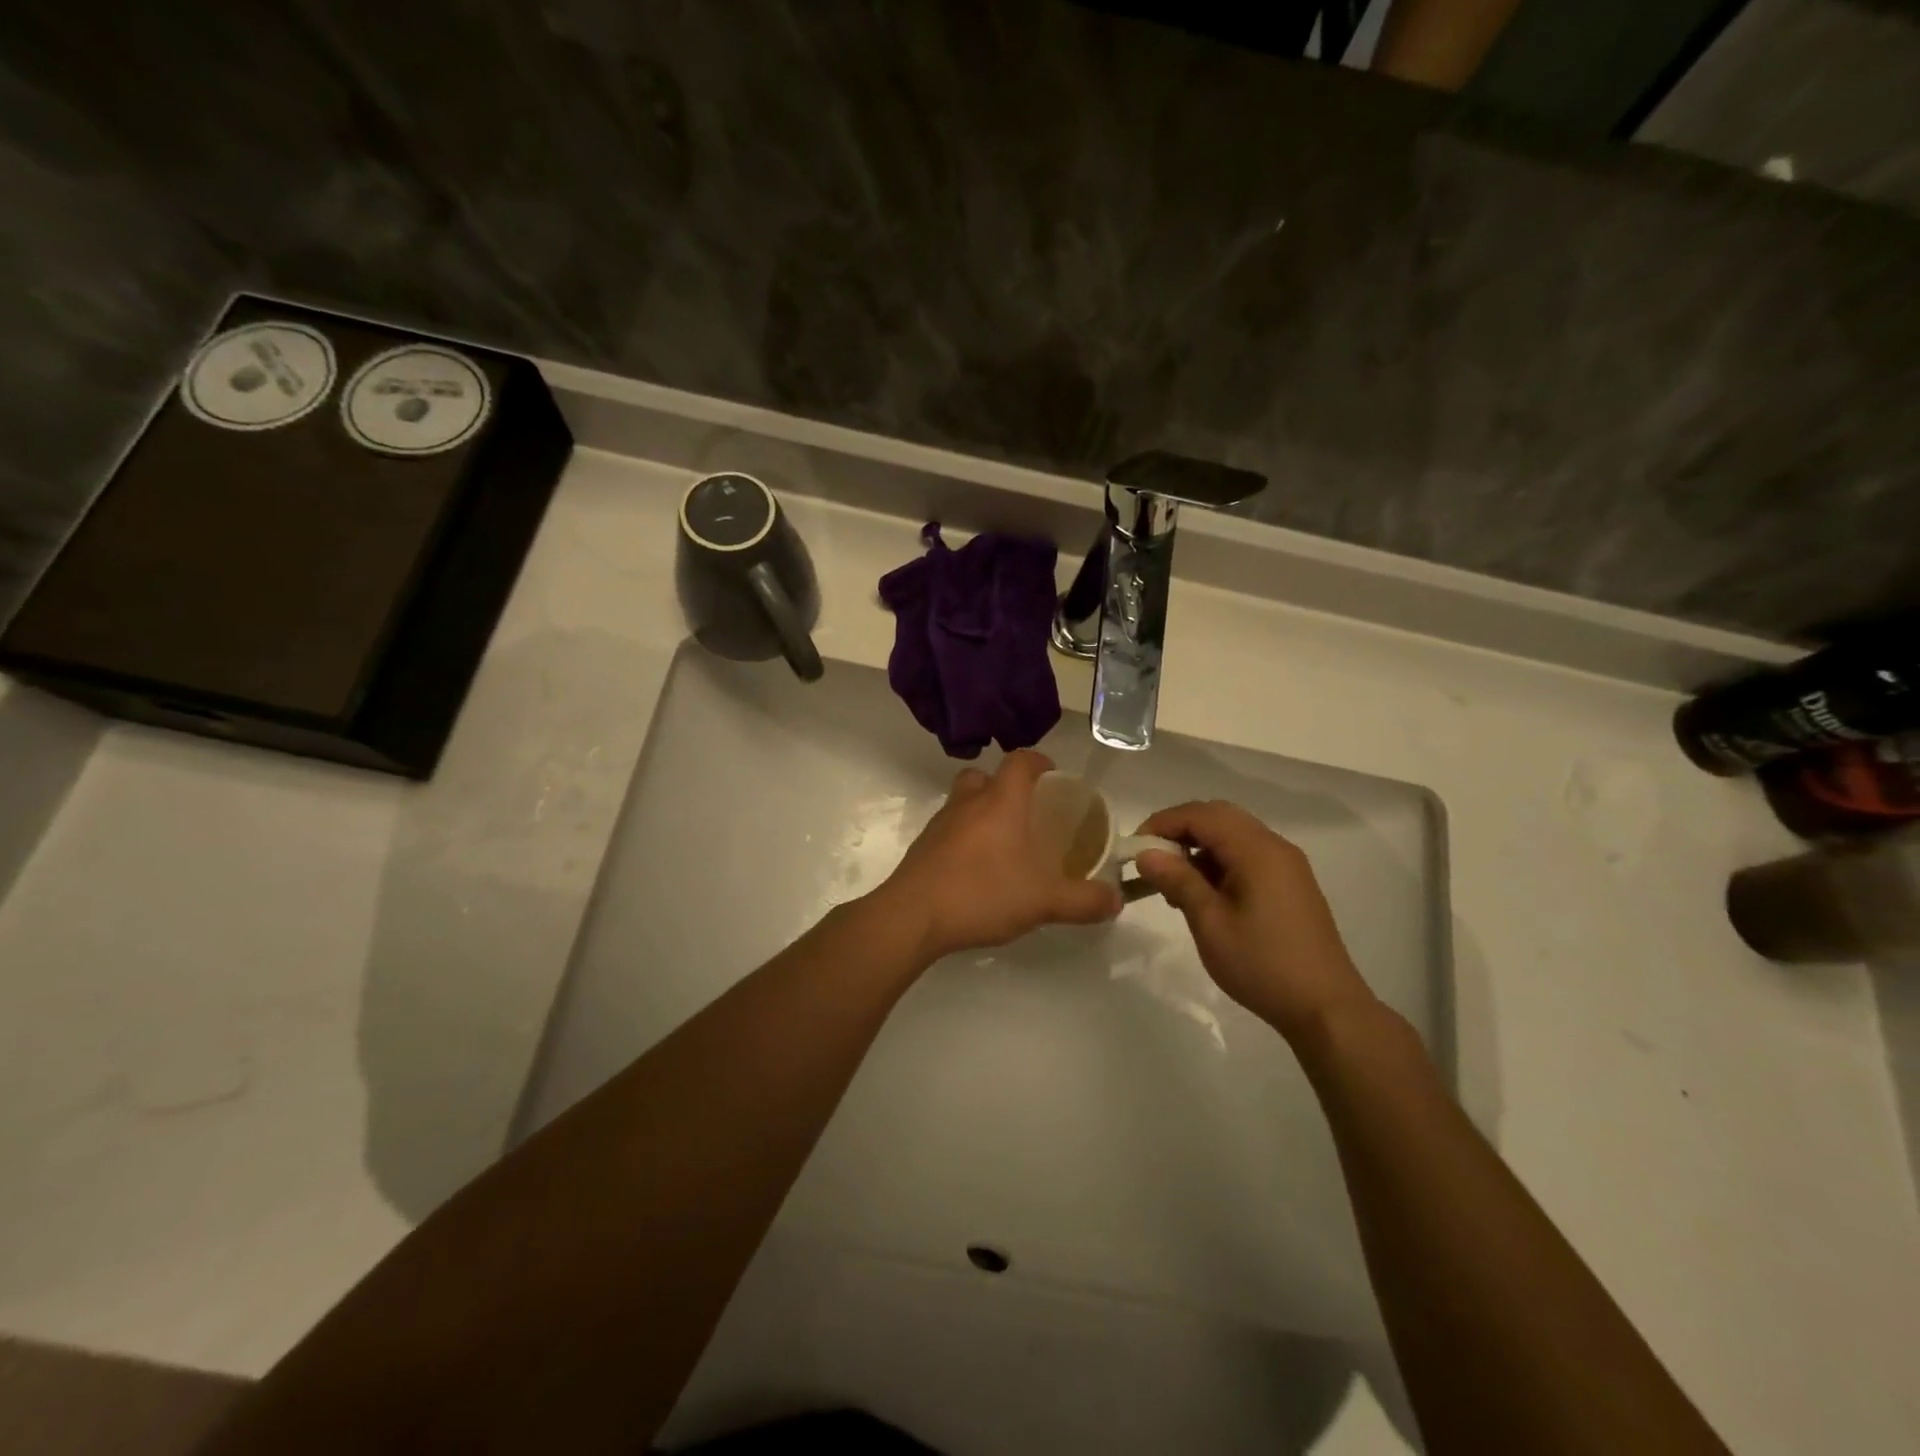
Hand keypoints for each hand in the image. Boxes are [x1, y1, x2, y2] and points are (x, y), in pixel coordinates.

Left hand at [873, 750, 1122, 962]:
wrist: (912, 917)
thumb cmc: (982, 894)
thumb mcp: (1044, 902)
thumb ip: (1083, 901)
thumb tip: (1116, 901)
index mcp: (1000, 802)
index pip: (1020, 761)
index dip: (1039, 762)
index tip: (1054, 777)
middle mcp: (968, 802)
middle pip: (986, 776)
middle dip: (1007, 787)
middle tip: (1028, 813)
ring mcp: (940, 823)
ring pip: (964, 801)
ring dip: (983, 811)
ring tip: (1004, 843)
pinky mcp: (922, 846)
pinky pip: (949, 828)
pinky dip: (964, 837)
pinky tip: (977, 869)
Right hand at [1132, 800, 1376, 1042]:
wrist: (1326, 1007)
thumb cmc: (1262, 964)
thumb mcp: (1210, 924)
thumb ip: (1178, 881)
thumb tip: (1146, 854)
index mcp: (1257, 850)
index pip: (1201, 815)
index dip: (1163, 823)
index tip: (1134, 848)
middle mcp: (1274, 847)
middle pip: (1219, 817)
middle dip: (1180, 830)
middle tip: (1151, 858)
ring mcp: (1286, 865)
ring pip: (1233, 835)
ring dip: (1198, 846)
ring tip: (1173, 882)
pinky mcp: (1290, 884)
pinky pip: (1247, 855)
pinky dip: (1218, 862)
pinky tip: (1203, 894)